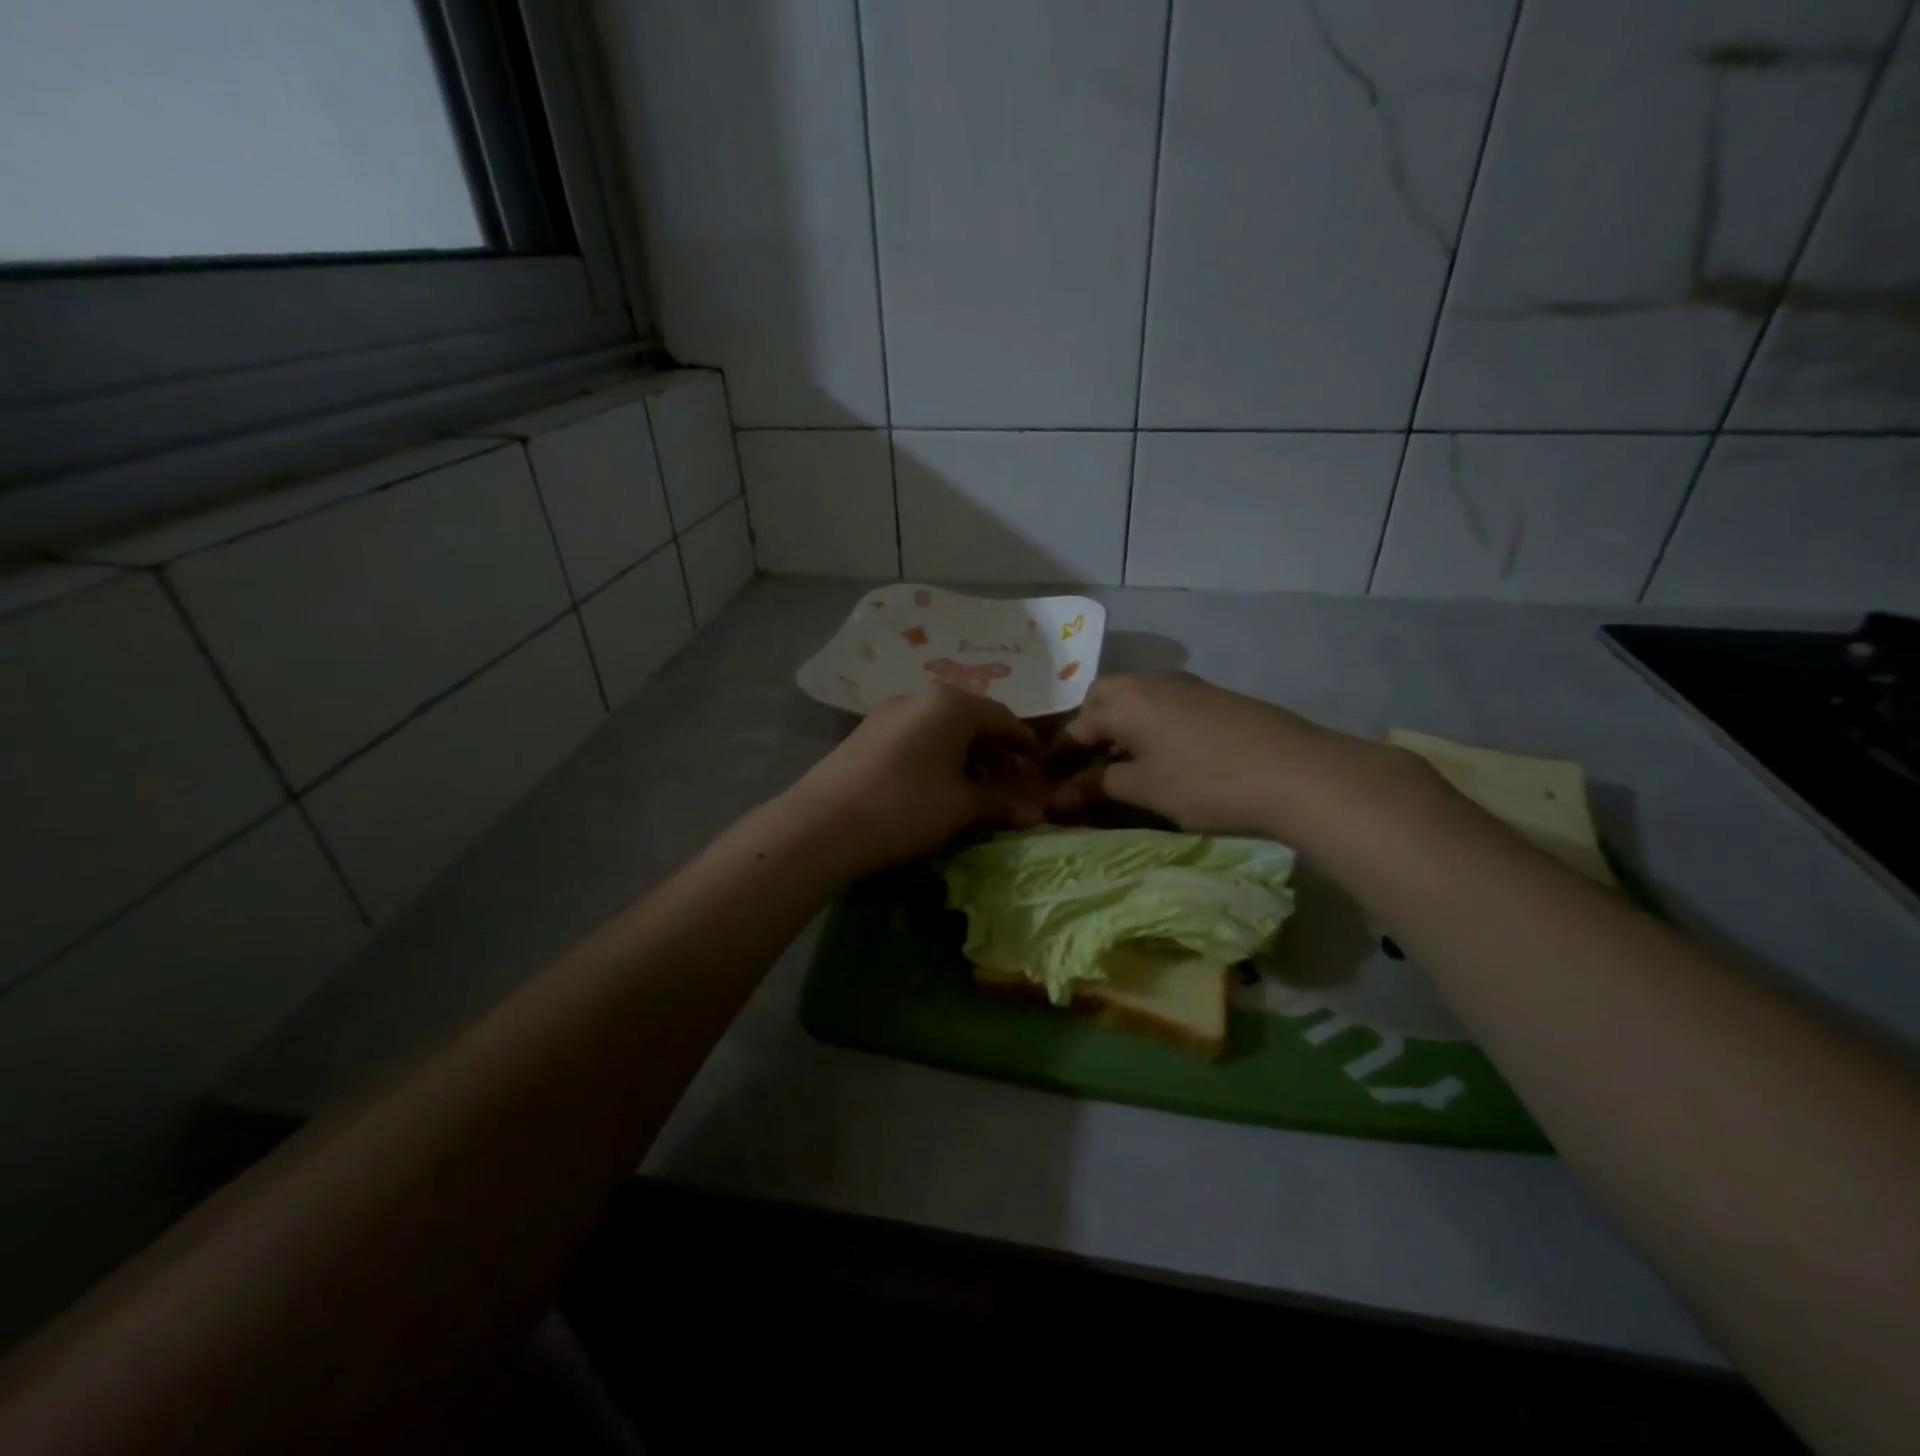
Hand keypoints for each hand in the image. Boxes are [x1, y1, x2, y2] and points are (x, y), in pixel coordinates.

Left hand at [785, 686, 1048, 877]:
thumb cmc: (905, 807)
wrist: (821, 825)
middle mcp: (920, 699)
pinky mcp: (866, 736)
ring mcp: (888, 715)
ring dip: (966, 757)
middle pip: (971, 721)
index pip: (1001, 717)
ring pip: (941, 731)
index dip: (1024, 742)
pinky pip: (916, 740)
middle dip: (996, 752)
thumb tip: (1036, 810)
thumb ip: (1001, 801)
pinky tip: (939, 788)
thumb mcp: (961, 806)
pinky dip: (938, 759)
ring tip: (980, 789)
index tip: (1041, 763)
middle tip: (1014, 782)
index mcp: (951, 705)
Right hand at [1053, 673, 1406, 840]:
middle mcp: (1151, 682)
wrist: (1296, 772)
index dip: (1059, 758)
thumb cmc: (1206, 782)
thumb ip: (1098, 787)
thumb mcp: (1145, 789)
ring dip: (1120, 724)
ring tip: (1120, 762)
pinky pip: (1163, 704)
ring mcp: (1187, 686)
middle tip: (1085, 763)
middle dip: (1088, 727)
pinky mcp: (1214, 698)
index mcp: (1126, 701)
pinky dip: (1148, 725)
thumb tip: (1058, 798)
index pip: (1077, 727)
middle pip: (1104, 697)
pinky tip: (1162, 754)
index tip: (1046, 784)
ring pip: (1136, 698)